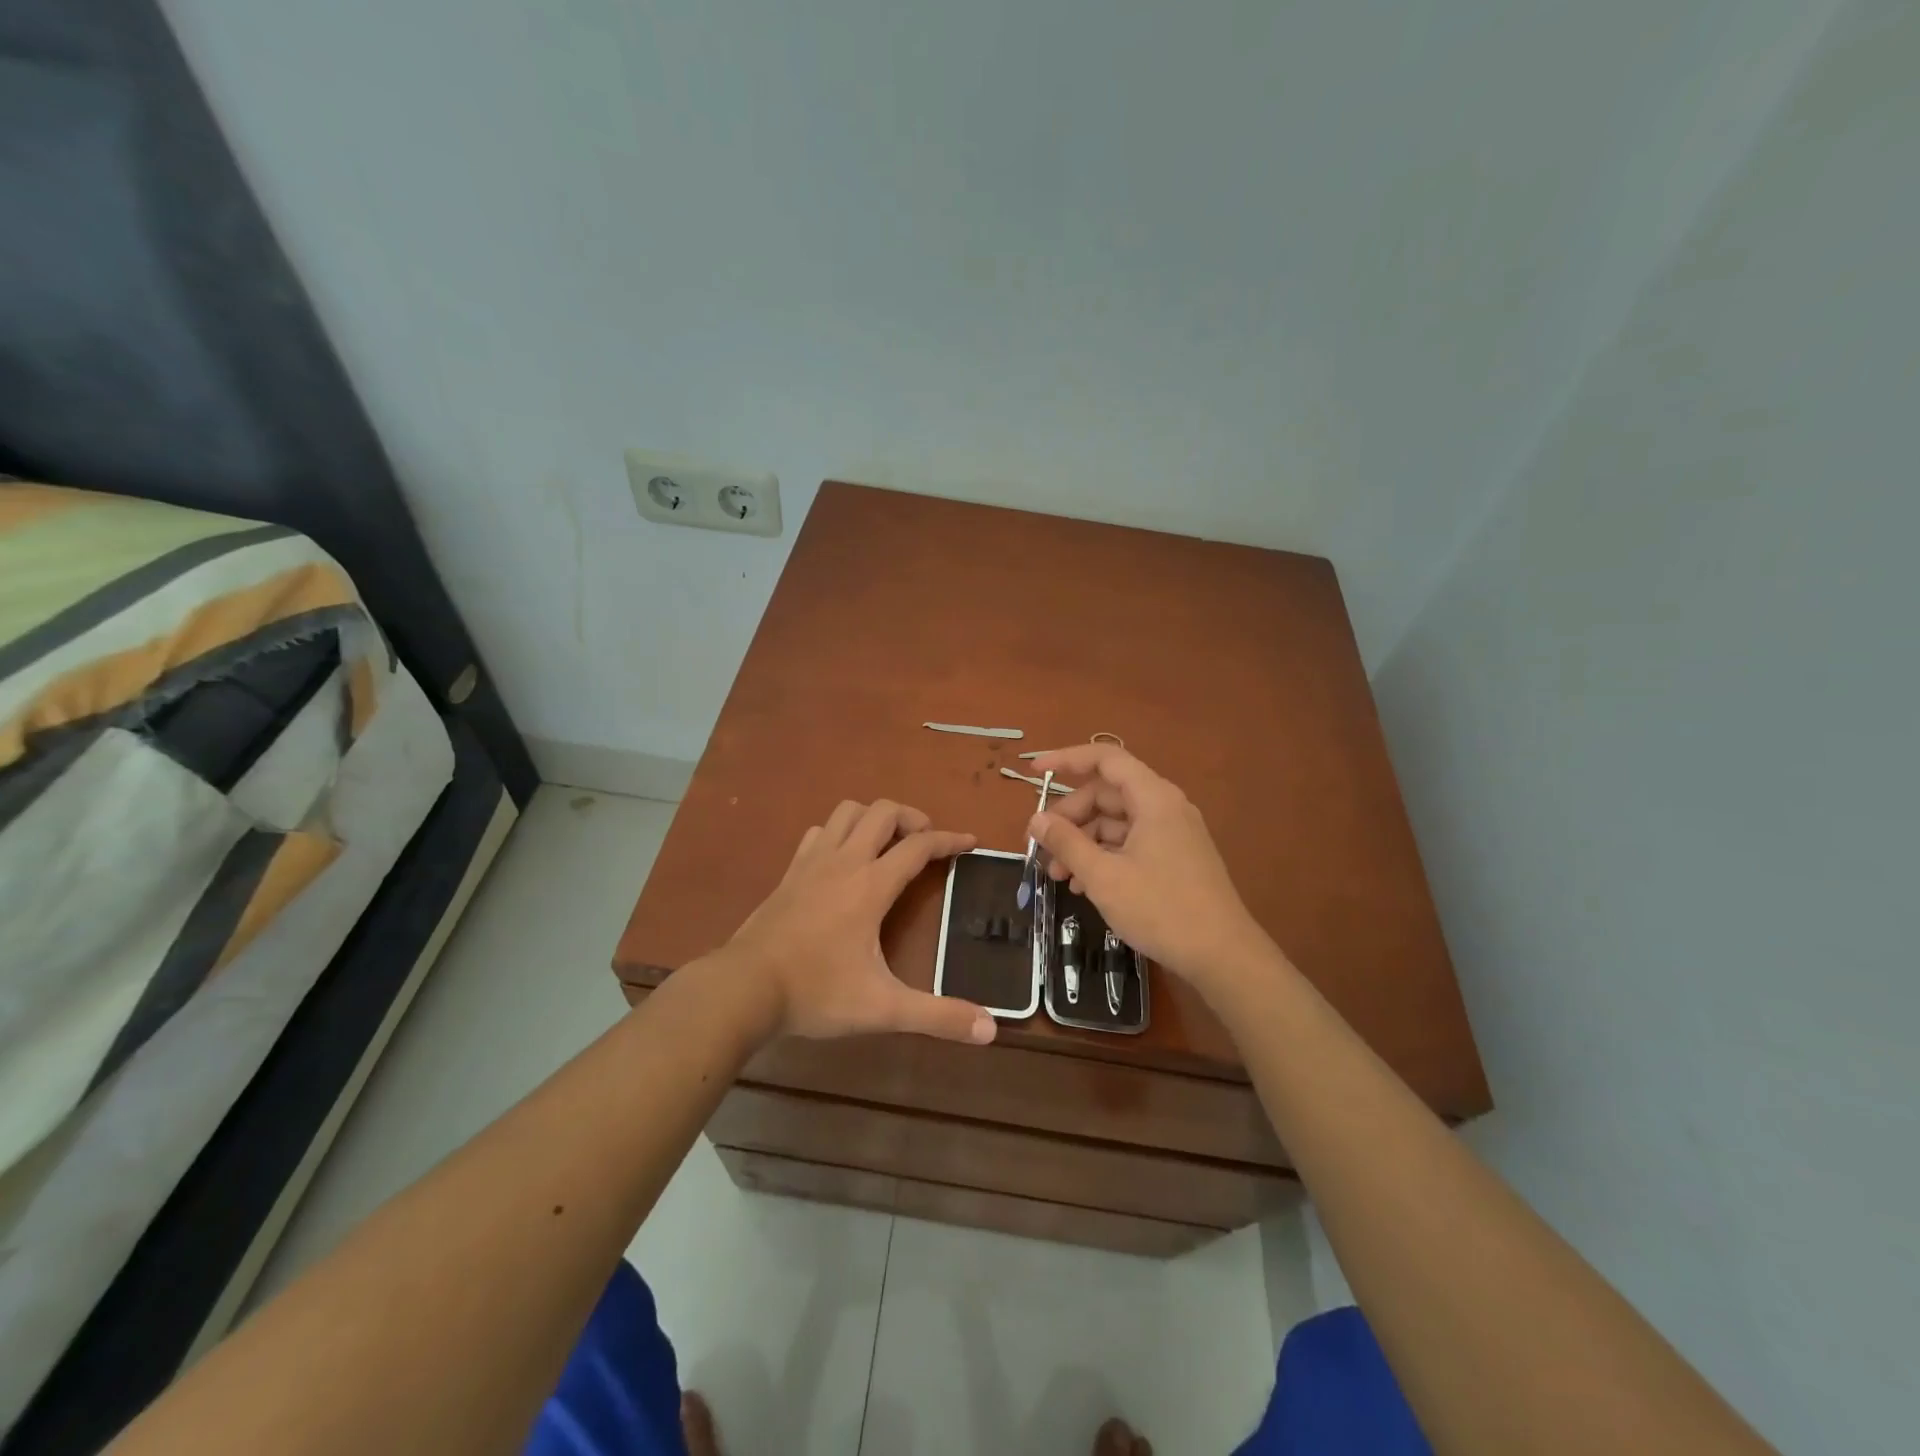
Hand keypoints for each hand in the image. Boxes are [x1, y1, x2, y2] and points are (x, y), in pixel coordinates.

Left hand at [725, 799, 996, 1044]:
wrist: (743, 988)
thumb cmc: (816, 992)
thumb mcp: (883, 1008)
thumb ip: (937, 1016)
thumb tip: (990, 1029)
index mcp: (871, 884)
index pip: (919, 845)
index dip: (950, 840)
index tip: (971, 842)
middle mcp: (844, 861)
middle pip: (883, 812)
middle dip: (912, 818)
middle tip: (927, 842)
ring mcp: (812, 862)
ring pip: (847, 812)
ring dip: (874, 817)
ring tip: (888, 843)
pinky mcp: (790, 872)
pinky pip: (819, 832)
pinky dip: (839, 832)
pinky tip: (843, 858)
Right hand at [1026, 744, 1272, 1000]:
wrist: (1223, 956)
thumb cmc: (1161, 909)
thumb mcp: (1103, 876)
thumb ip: (1066, 843)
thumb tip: (1036, 820)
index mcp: (1153, 798)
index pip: (1105, 759)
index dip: (1066, 759)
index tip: (1034, 771)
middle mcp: (1165, 807)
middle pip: (1106, 794)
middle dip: (1069, 817)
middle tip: (1041, 846)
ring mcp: (1172, 833)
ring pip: (1116, 822)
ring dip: (1082, 842)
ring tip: (1056, 876)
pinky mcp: (1174, 858)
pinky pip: (1130, 844)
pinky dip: (1103, 857)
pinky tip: (1083, 887)